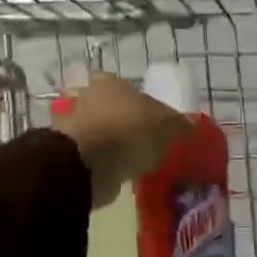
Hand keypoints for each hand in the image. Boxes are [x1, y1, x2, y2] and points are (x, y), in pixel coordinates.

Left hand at [50, 73, 188, 208]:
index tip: (150, 119)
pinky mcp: (67, 153)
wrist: (89, 163)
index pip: (123, 85)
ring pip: (98, 132)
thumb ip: (178, 124)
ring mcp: (73, 126)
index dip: (138, 101)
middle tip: (142, 142)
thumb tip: (189, 126)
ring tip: (132, 162)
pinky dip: (102, 164)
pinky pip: (91, 156)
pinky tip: (118, 174)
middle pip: (108, 108)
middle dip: (122, 123)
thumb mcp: (167, 125)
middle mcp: (86, 97)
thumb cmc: (130, 131)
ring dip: (111, 145)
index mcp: (109, 82)